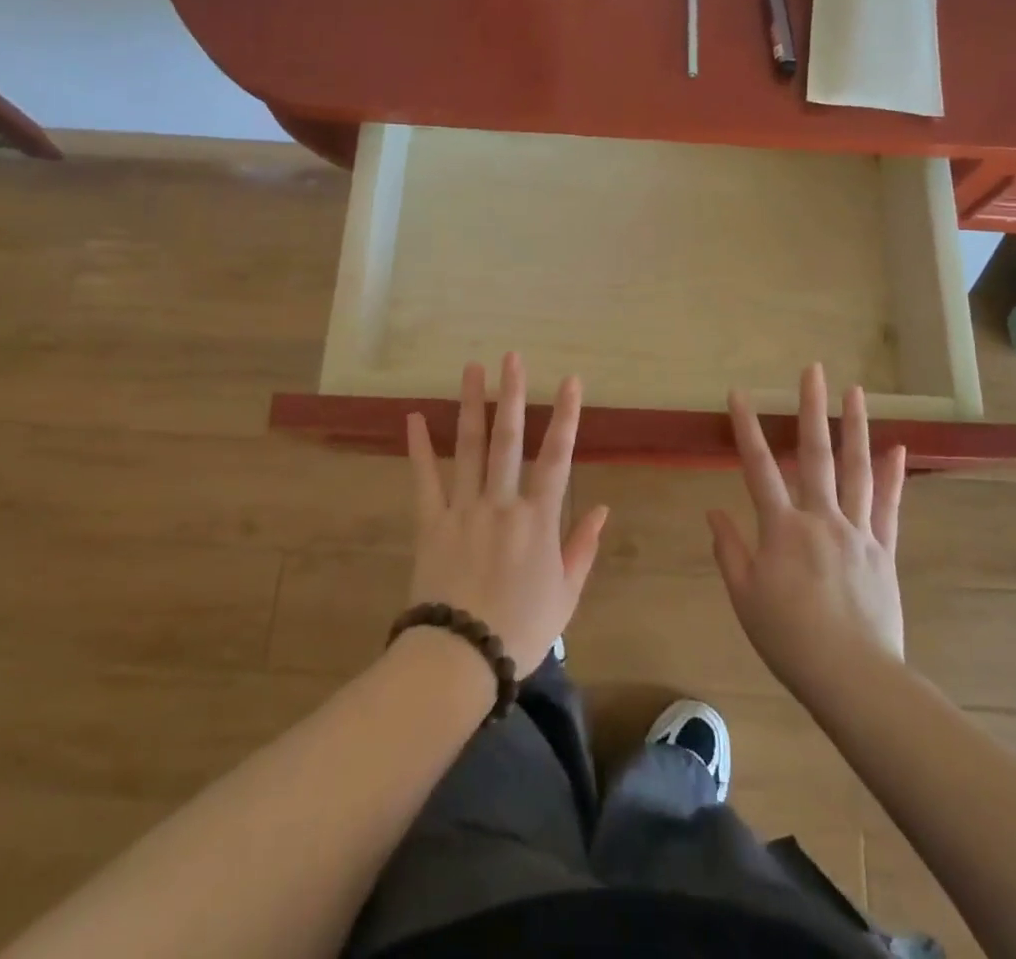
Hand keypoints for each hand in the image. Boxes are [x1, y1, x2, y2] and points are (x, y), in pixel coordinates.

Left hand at [405, 353, 607, 676]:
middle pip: (508, 439)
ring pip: (469, 447)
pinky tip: (413, 418)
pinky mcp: (431, 522)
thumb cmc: (521, 630)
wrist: (461, 657)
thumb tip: (602, 508)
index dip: (565, 417)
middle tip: (511, 357)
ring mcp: (463, 509)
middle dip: (512, 394)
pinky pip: (425, 479)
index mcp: (538, 519)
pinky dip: (419, 448)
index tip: (570, 381)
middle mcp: (502, 502)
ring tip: (471, 369)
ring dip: (471, 405)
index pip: (557, 457)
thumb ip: (582, 548)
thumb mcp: (566, 596)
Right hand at [708, 364, 907, 703]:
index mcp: (782, 529)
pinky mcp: (883, 550)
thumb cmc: (789, 638)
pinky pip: (889, 507)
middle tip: (813, 370)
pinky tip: (898, 448)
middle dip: (812, 408)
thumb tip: (713, 511)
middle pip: (815, 454)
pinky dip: (893, 476)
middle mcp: (821, 518)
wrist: (852, 677)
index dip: (747, 428)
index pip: (759, 468)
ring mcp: (857, 531)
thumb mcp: (745, 597)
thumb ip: (729, 549)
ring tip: (856, 392)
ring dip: (855, 427)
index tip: (739, 394)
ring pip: (856, 470)